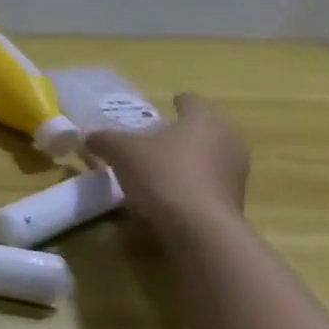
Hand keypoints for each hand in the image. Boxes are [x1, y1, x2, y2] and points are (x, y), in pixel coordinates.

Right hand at [83, 92, 248, 234]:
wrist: (199, 228)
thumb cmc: (162, 175)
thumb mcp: (121, 152)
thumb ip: (104, 139)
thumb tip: (91, 137)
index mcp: (204, 119)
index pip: (191, 100)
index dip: (176, 102)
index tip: (165, 106)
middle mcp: (228, 138)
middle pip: (204, 127)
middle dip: (183, 131)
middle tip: (156, 138)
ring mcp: (237, 170)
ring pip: (210, 154)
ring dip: (190, 158)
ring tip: (161, 167)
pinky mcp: (236, 198)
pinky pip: (211, 180)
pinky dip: (194, 181)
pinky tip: (171, 192)